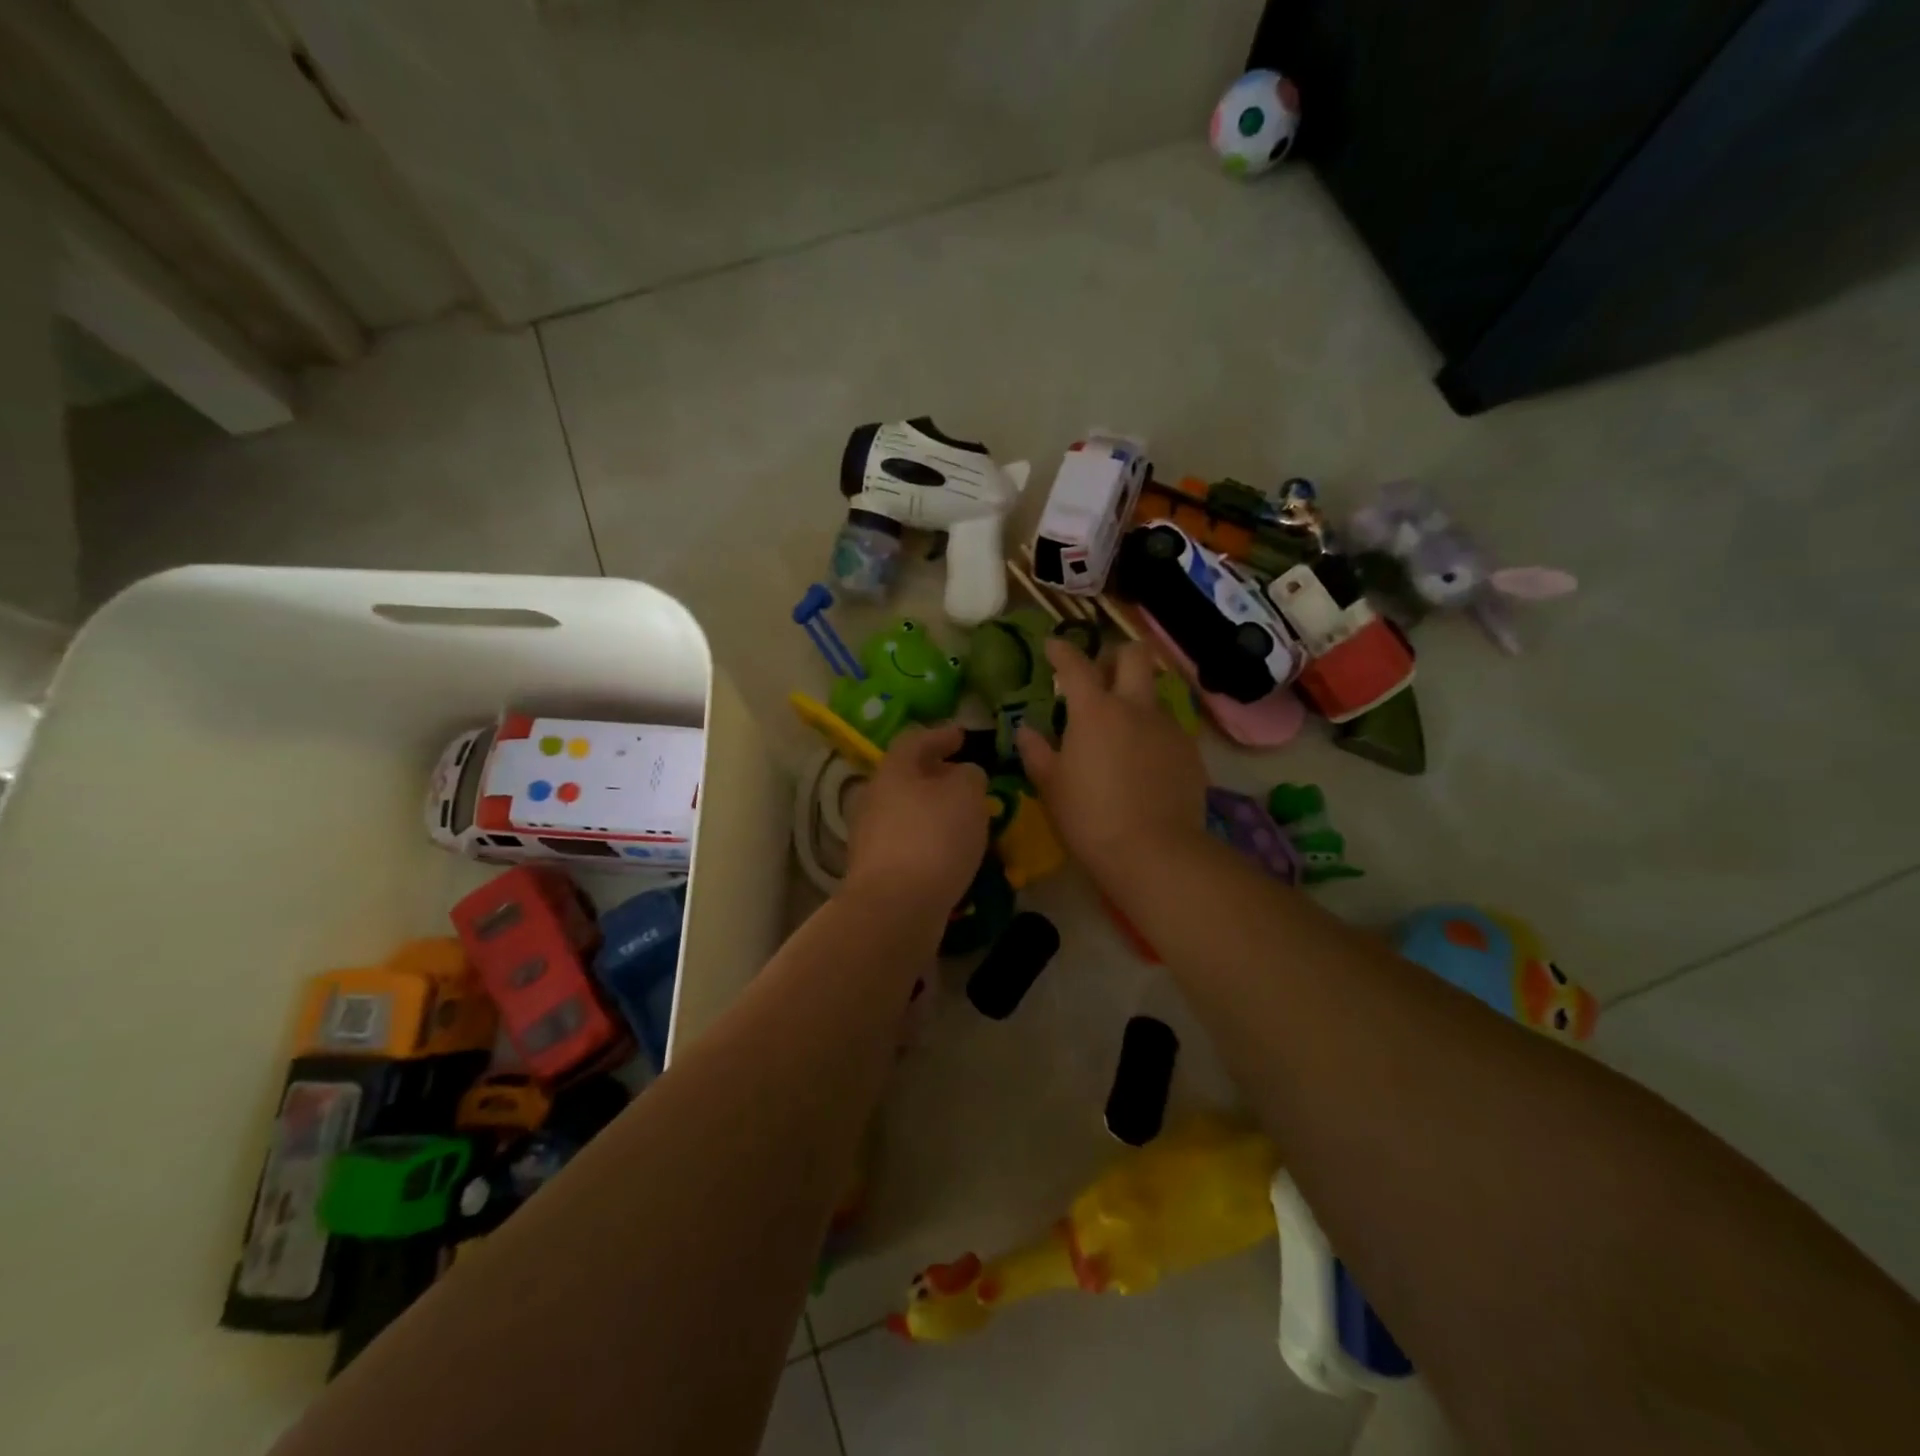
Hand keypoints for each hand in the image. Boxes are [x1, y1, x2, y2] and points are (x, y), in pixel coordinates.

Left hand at [844, 724, 989, 910]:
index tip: (963, 736)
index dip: (941, 735)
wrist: (895, 908)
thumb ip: (970, 775)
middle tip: (966, 780)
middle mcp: (874, 798)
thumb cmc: (934, 837)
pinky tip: (951, 853)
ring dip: (934, 811)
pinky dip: (930, 840)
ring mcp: (870, 837)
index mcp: (893, 770)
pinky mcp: (876, 871)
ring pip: (907, 812)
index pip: (915, 740)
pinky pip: (908, 844)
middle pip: (907, 777)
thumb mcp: (967, 794)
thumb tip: (963, 774)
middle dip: (936, 776)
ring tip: (965, 819)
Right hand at [1016, 640, 1208, 890]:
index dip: (1061, 650)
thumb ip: (1036, 751)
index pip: (1075, 664)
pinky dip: (1152, 732)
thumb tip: (1026, 730)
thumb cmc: (1090, 818)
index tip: (1052, 647)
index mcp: (1095, 711)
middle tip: (1100, 676)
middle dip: (1115, 656)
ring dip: (1136, 698)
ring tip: (1121, 729)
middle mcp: (1135, 708)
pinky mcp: (1190, 751)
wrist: (1154, 853)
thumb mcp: (1051, 786)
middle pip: (1134, 656)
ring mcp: (1168, 727)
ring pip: (1154, 693)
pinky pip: (1169, 727)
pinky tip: (1143, 762)